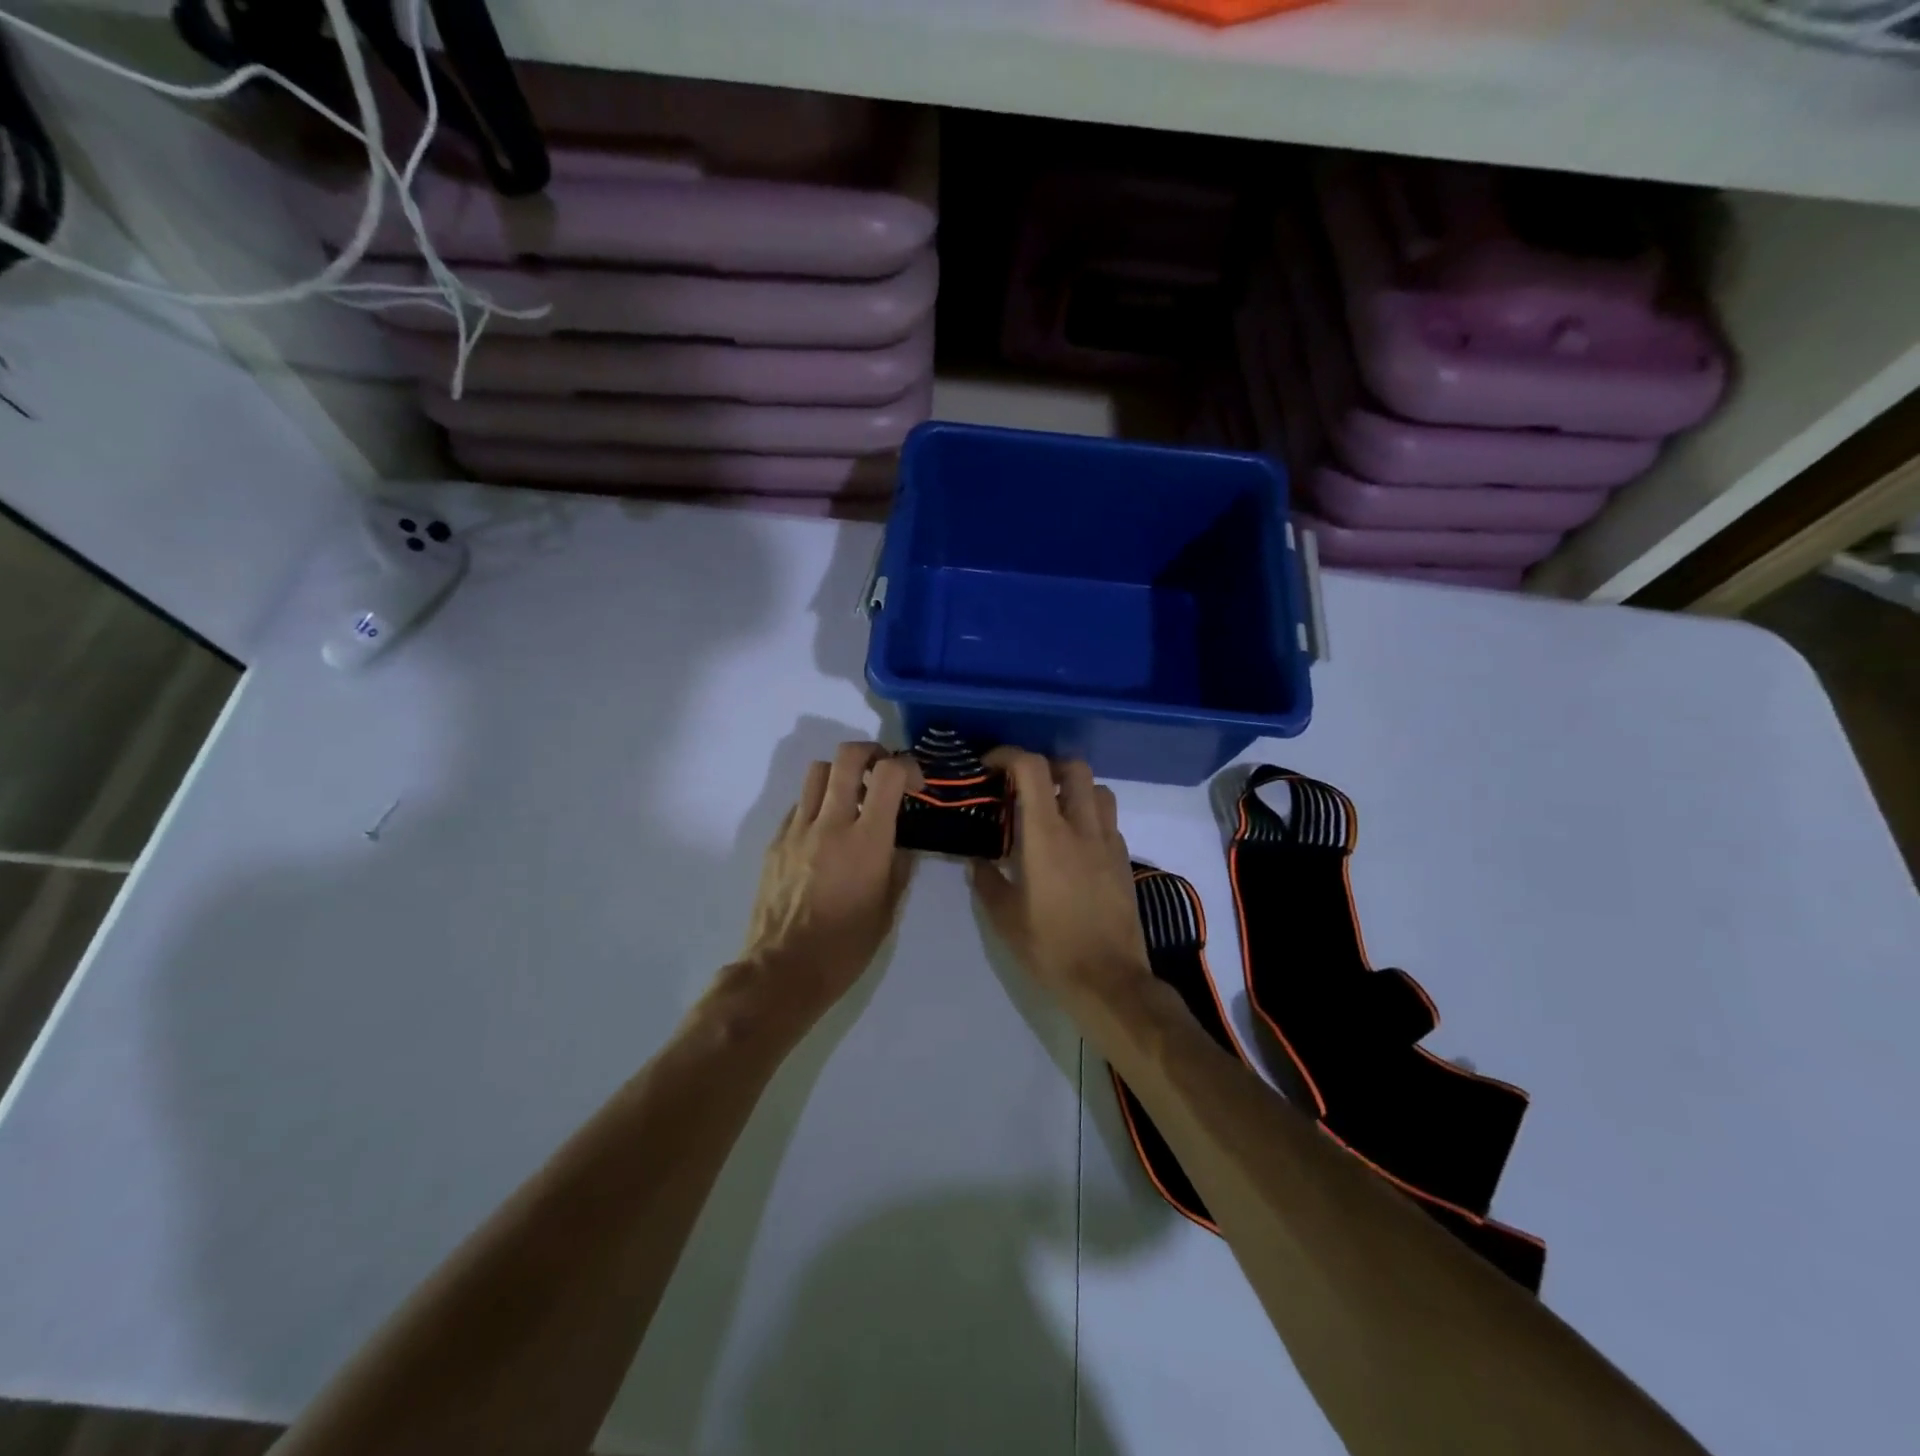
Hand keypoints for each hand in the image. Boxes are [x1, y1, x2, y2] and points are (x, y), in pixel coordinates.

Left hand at [741, 742, 919, 1019]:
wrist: (784, 969)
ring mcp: (798, 829)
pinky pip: (799, 805)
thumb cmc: (846, 946)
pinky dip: (818, 805)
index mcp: (867, 840)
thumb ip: (898, 864)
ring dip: (841, 775)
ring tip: (852, 799)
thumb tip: (898, 841)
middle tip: (882, 772)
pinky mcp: (776, 841)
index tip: (915, 785)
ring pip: (818, 772)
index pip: (888, 773)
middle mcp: (831, 823)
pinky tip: (825, 833)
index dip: (907, 767)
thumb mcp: (888, 907)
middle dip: (871, 753)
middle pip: (847, 756)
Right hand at [967, 750, 1151, 1007]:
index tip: (989, 767)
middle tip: (1024, 786)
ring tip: (1052, 812)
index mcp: (1047, 836)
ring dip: (1074, 789)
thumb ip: (987, 880)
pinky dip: (1090, 818)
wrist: (1108, 980)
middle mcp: (1082, 828)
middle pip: (1073, 768)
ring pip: (1099, 790)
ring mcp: (1109, 843)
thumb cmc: (1050, 948)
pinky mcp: (1124, 861)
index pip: (1033, 769)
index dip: (1008, 755)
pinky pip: (1108, 822)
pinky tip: (1074, 846)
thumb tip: (978, 860)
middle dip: (1046, 766)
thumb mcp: (1004, 918)